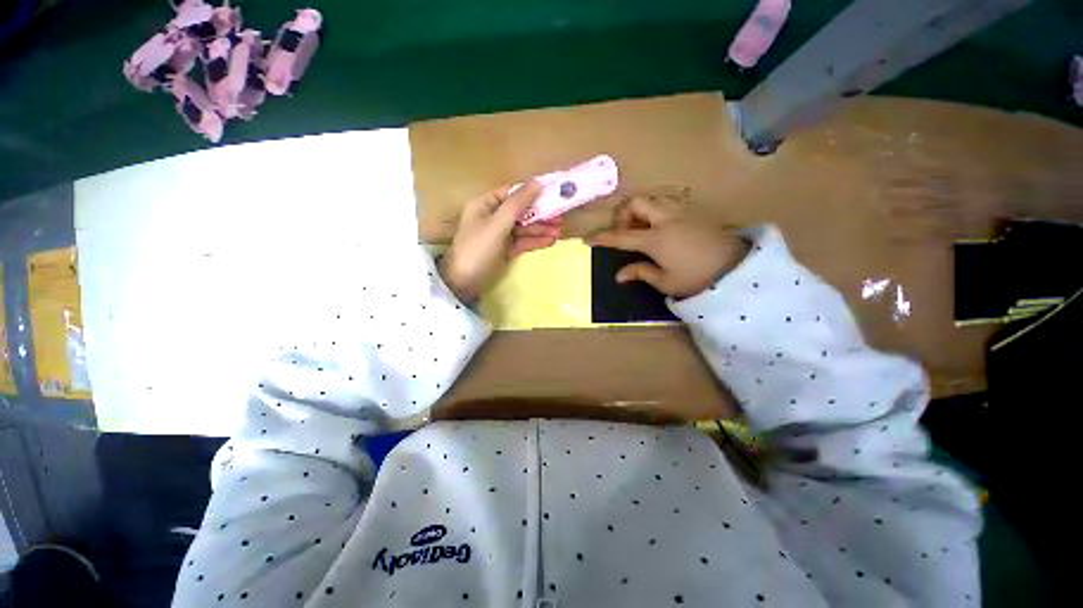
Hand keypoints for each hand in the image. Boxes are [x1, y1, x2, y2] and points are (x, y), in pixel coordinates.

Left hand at [439, 181, 560, 301]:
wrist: (464, 282)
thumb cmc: (478, 248)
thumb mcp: (497, 224)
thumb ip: (517, 204)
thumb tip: (537, 183)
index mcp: (485, 204)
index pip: (511, 193)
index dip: (531, 192)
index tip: (552, 193)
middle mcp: (493, 216)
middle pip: (520, 211)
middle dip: (539, 214)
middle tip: (560, 216)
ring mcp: (499, 234)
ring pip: (523, 227)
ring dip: (540, 229)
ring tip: (559, 232)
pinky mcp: (505, 249)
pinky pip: (522, 241)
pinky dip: (535, 241)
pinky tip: (550, 241)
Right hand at [586, 196, 747, 298]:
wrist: (736, 269)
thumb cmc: (696, 279)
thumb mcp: (665, 282)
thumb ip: (640, 272)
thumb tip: (619, 275)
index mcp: (655, 239)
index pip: (621, 236)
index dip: (602, 238)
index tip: (588, 239)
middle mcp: (666, 220)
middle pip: (636, 203)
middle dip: (624, 214)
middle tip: (626, 233)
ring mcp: (682, 213)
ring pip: (653, 200)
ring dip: (641, 212)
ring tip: (643, 232)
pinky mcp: (694, 213)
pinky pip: (668, 205)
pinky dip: (656, 213)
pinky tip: (662, 231)